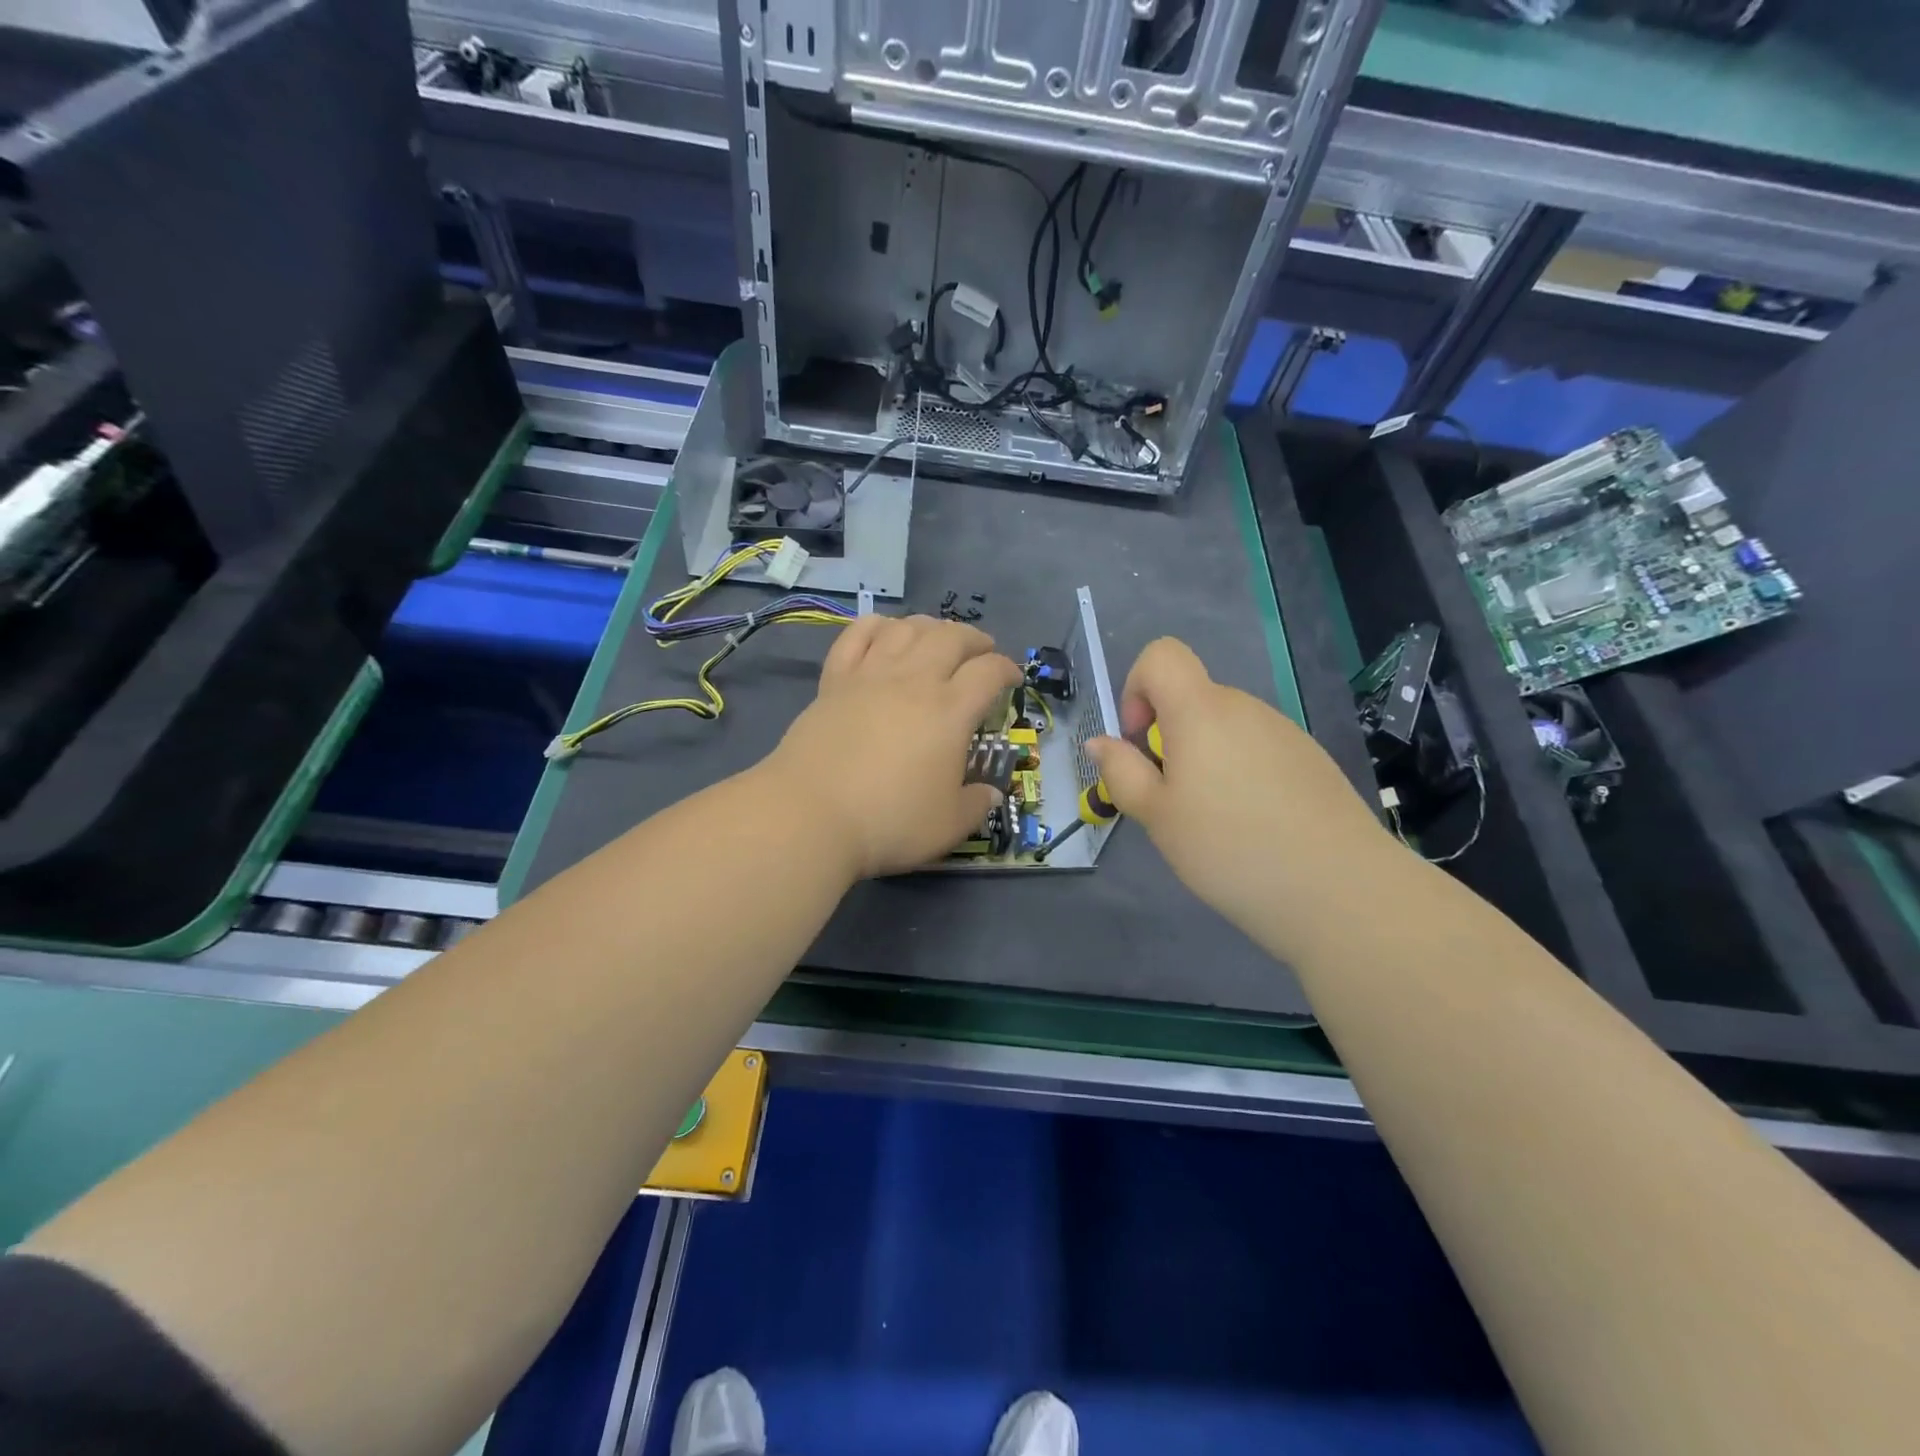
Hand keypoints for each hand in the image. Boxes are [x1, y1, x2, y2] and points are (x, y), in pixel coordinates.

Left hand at [762, 614, 1021, 878]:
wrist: (810, 815)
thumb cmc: (888, 821)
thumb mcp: (949, 825)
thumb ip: (977, 804)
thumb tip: (991, 791)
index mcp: (950, 711)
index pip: (989, 672)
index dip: (1007, 670)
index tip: (1012, 680)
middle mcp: (914, 681)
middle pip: (952, 637)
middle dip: (975, 639)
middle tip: (982, 652)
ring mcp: (870, 675)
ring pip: (907, 628)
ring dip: (930, 626)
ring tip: (937, 638)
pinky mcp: (835, 681)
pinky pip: (858, 636)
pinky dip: (877, 626)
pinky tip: (885, 631)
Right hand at [1085, 637, 1393, 959]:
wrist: (1339, 889)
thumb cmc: (1228, 848)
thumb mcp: (1156, 816)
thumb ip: (1122, 772)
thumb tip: (1100, 742)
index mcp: (1201, 711)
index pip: (1161, 655)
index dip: (1137, 687)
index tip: (1141, 741)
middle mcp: (1245, 708)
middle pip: (1192, 700)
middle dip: (1170, 739)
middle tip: (1173, 802)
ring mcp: (1284, 732)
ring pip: (1226, 729)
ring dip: (1206, 761)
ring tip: (1216, 824)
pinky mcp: (1312, 760)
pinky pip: (1259, 751)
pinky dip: (1242, 775)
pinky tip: (1256, 828)